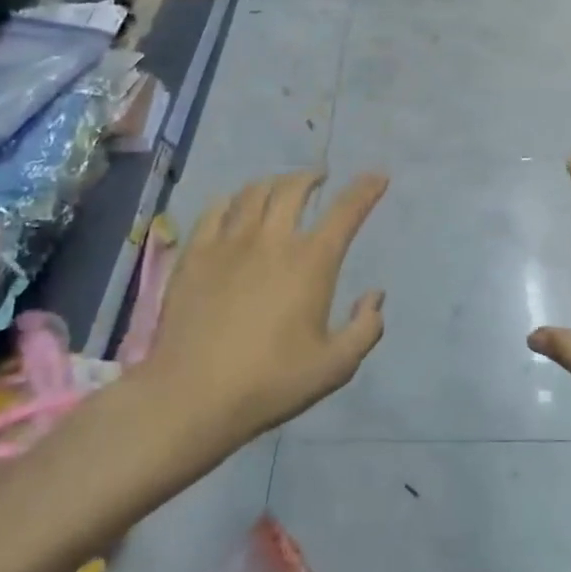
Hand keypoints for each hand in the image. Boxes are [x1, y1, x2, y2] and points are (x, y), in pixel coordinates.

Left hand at [132, 171, 387, 457]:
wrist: (192, 395)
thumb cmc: (271, 382)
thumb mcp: (336, 366)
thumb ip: (365, 328)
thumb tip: (375, 295)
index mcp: (311, 262)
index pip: (345, 211)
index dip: (365, 189)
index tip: (378, 176)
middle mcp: (271, 240)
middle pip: (294, 189)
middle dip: (312, 177)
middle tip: (321, 178)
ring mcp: (228, 243)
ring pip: (253, 192)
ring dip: (274, 183)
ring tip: (280, 187)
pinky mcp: (194, 255)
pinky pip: (214, 210)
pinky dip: (231, 200)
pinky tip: (233, 207)